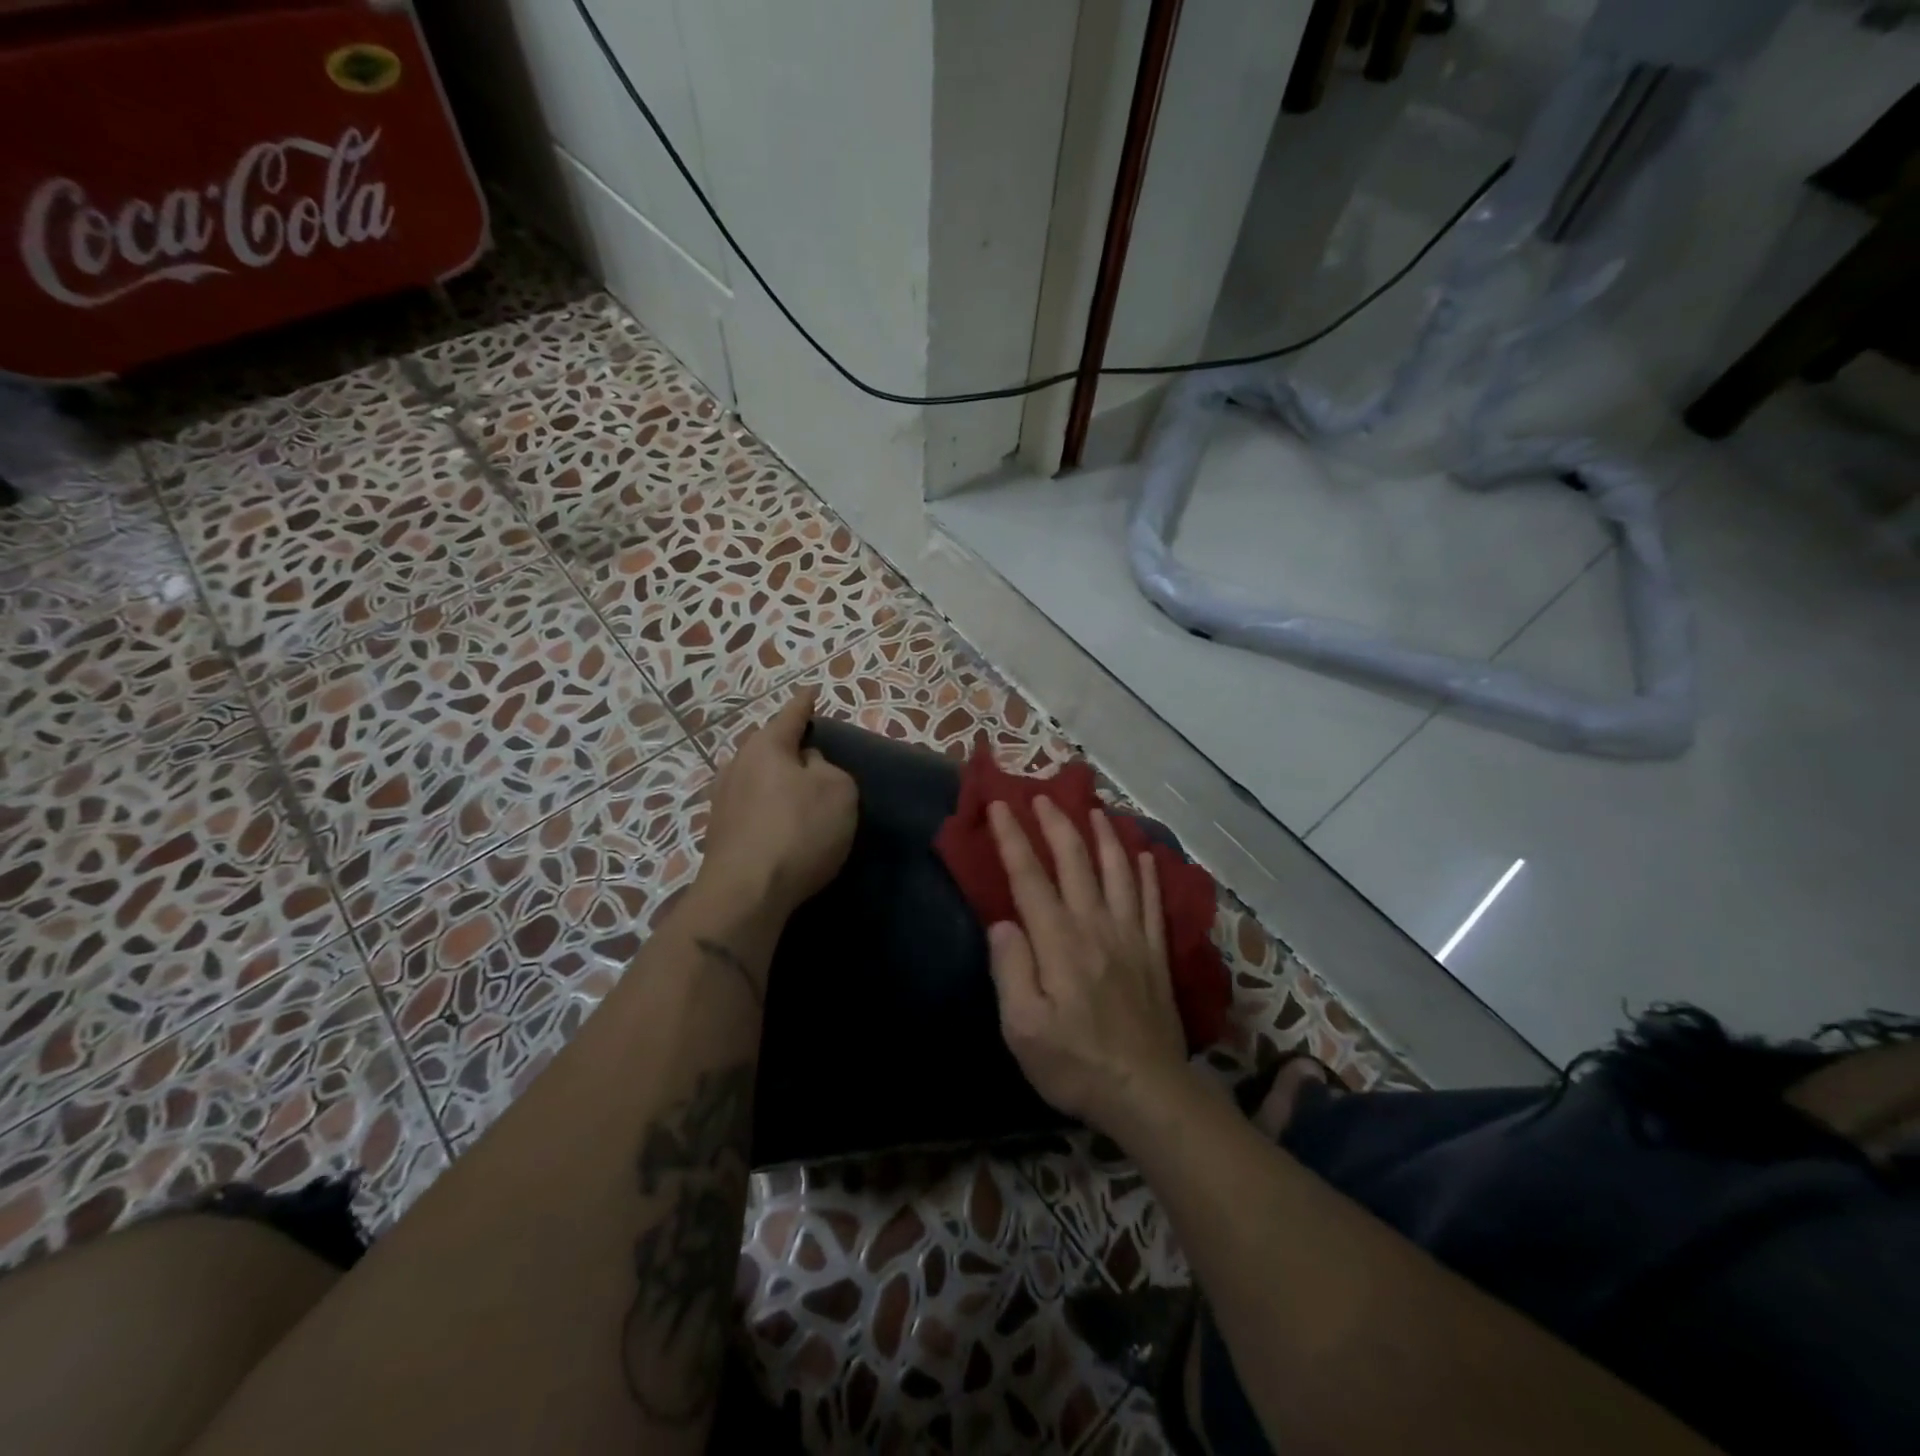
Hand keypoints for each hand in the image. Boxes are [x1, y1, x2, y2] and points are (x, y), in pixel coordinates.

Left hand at [701, 686, 856, 919]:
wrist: (746, 893)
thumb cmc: (799, 830)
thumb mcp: (838, 791)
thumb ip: (827, 768)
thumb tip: (806, 765)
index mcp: (766, 746)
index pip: (791, 715)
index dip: (805, 704)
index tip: (811, 691)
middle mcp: (737, 765)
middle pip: (767, 746)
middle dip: (788, 745)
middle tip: (811, 749)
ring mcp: (723, 800)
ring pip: (756, 777)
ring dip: (776, 780)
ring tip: (798, 788)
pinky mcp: (720, 833)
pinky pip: (752, 806)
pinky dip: (768, 807)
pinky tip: (781, 822)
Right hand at [984, 797, 1190, 1133]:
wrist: (1146, 1092)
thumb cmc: (1075, 1064)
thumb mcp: (1022, 1028)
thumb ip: (1010, 970)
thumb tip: (1003, 923)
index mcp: (1059, 941)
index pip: (1030, 877)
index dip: (1014, 838)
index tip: (1000, 806)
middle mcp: (1096, 926)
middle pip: (1076, 861)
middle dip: (1056, 824)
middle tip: (1043, 796)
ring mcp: (1131, 936)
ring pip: (1118, 871)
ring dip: (1105, 837)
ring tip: (1094, 811)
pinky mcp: (1155, 953)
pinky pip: (1153, 901)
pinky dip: (1148, 873)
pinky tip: (1145, 855)